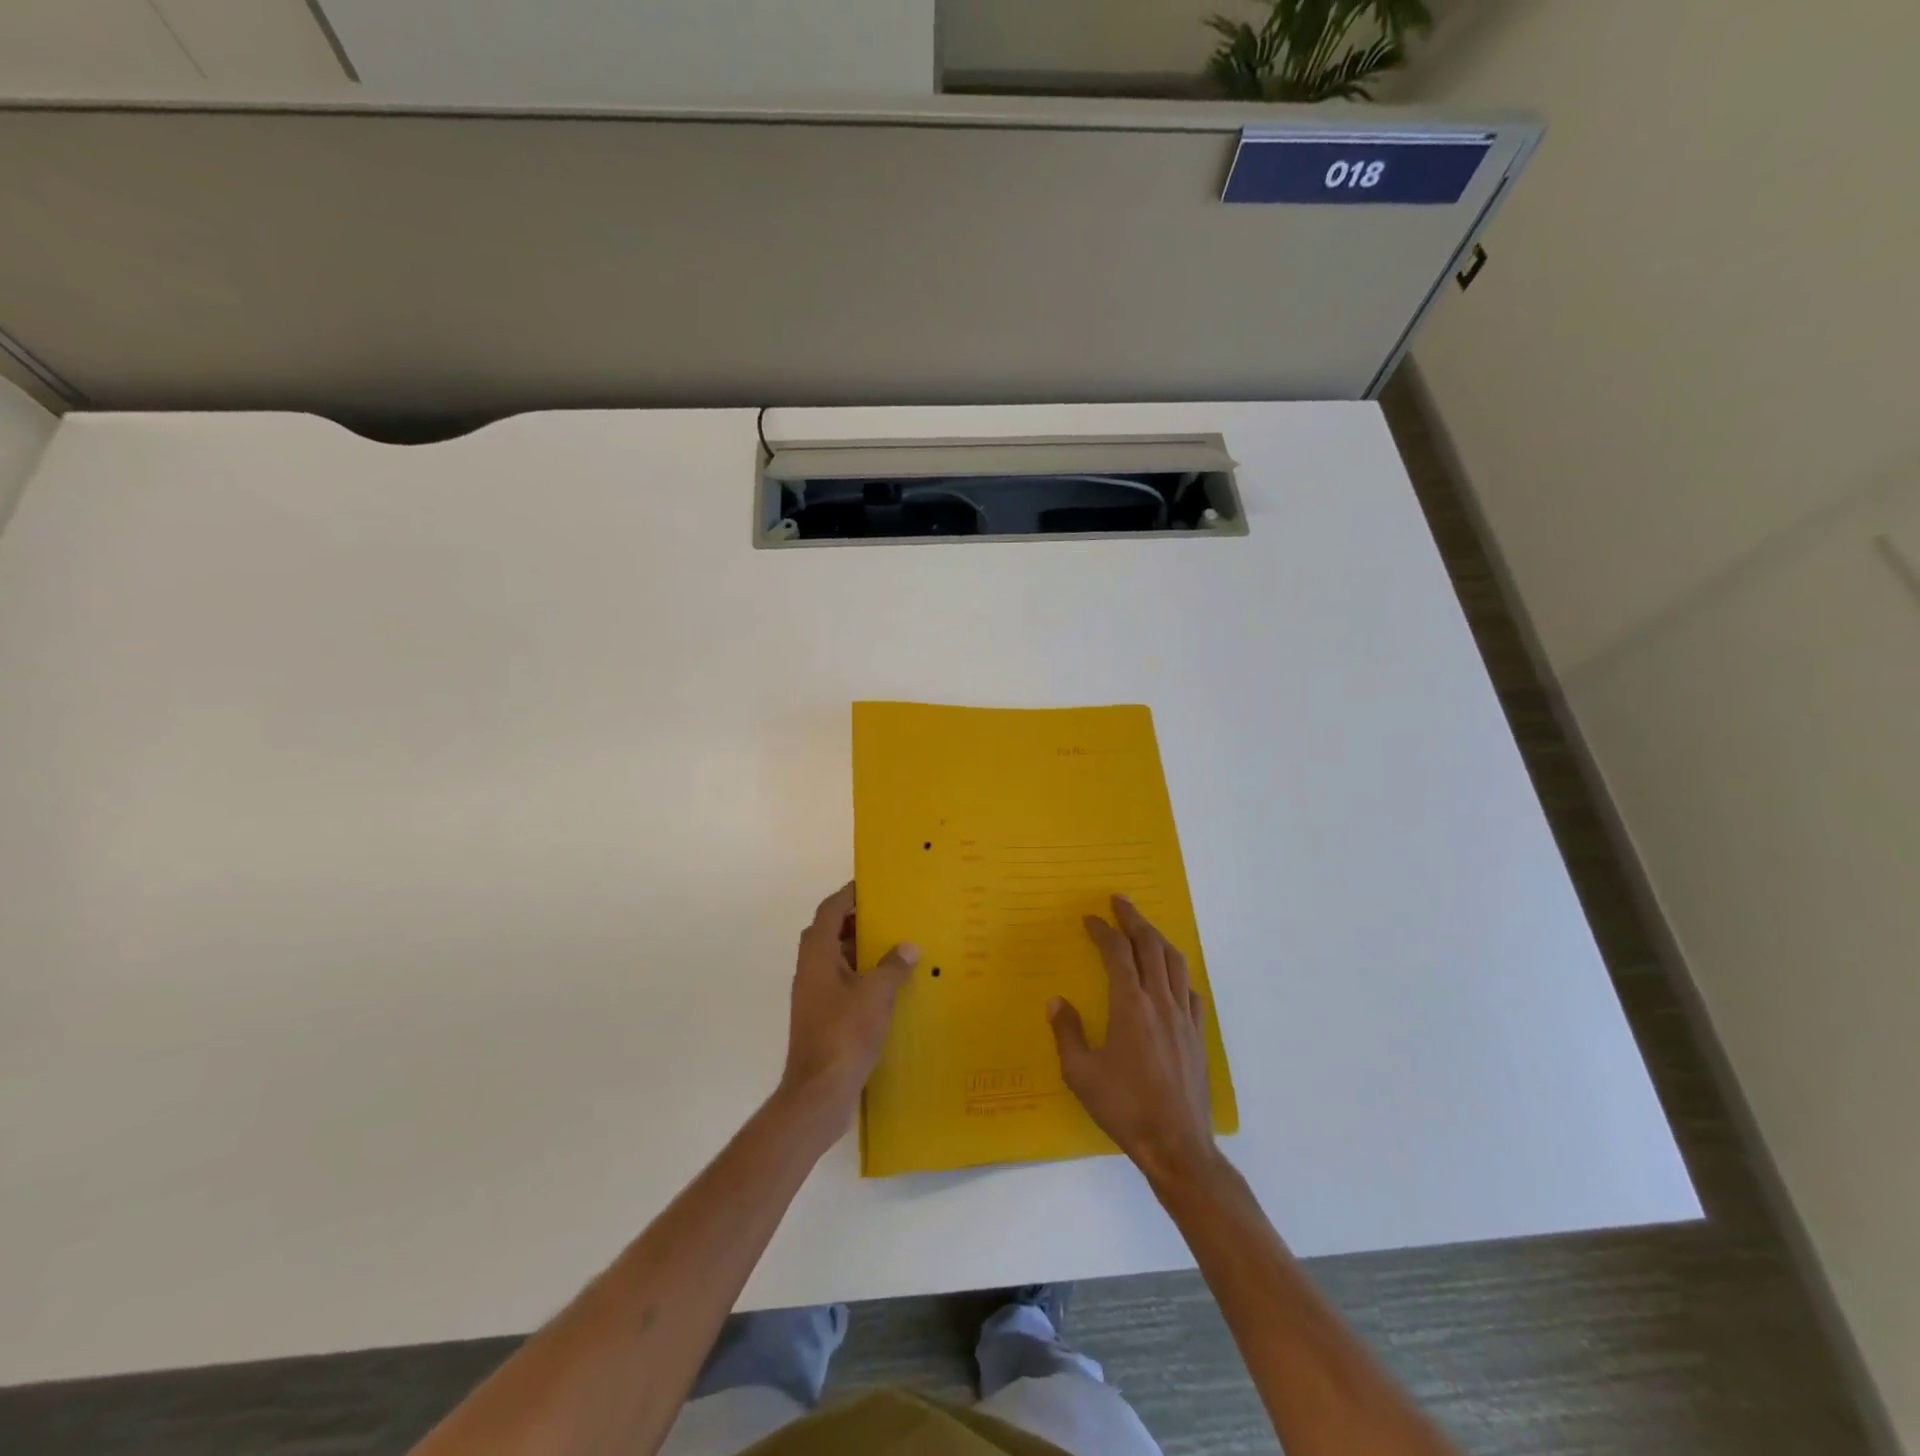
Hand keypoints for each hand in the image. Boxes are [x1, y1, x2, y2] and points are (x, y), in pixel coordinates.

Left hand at [779, 883, 918, 1126]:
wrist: (819, 1093)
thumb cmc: (845, 1034)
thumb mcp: (876, 994)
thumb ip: (893, 966)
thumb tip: (908, 946)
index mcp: (818, 955)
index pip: (830, 910)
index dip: (849, 895)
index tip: (874, 886)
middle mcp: (811, 969)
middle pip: (830, 932)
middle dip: (858, 921)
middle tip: (890, 915)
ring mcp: (814, 995)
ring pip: (836, 959)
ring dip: (861, 950)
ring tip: (896, 945)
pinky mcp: (822, 1017)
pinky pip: (842, 983)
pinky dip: (861, 976)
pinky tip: (889, 986)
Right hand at [1049, 895, 1219, 1186]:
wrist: (1177, 1145)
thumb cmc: (1124, 1107)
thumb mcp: (1080, 1073)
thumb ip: (1067, 1032)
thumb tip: (1057, 1001)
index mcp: (1130, 1005)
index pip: (1117, 952)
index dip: (1103, 930)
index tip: (1090, 918)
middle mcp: (1160, 1001)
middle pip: (1150, 946)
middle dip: (1134, 919)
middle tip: (1120, 900)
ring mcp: (1184, 1017)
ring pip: (1175, 962)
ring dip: (1158, 938)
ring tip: (1145, 928)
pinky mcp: (1198, 1036)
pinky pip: (1190, 991)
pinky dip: (1177, 973)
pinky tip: (1171, 978)